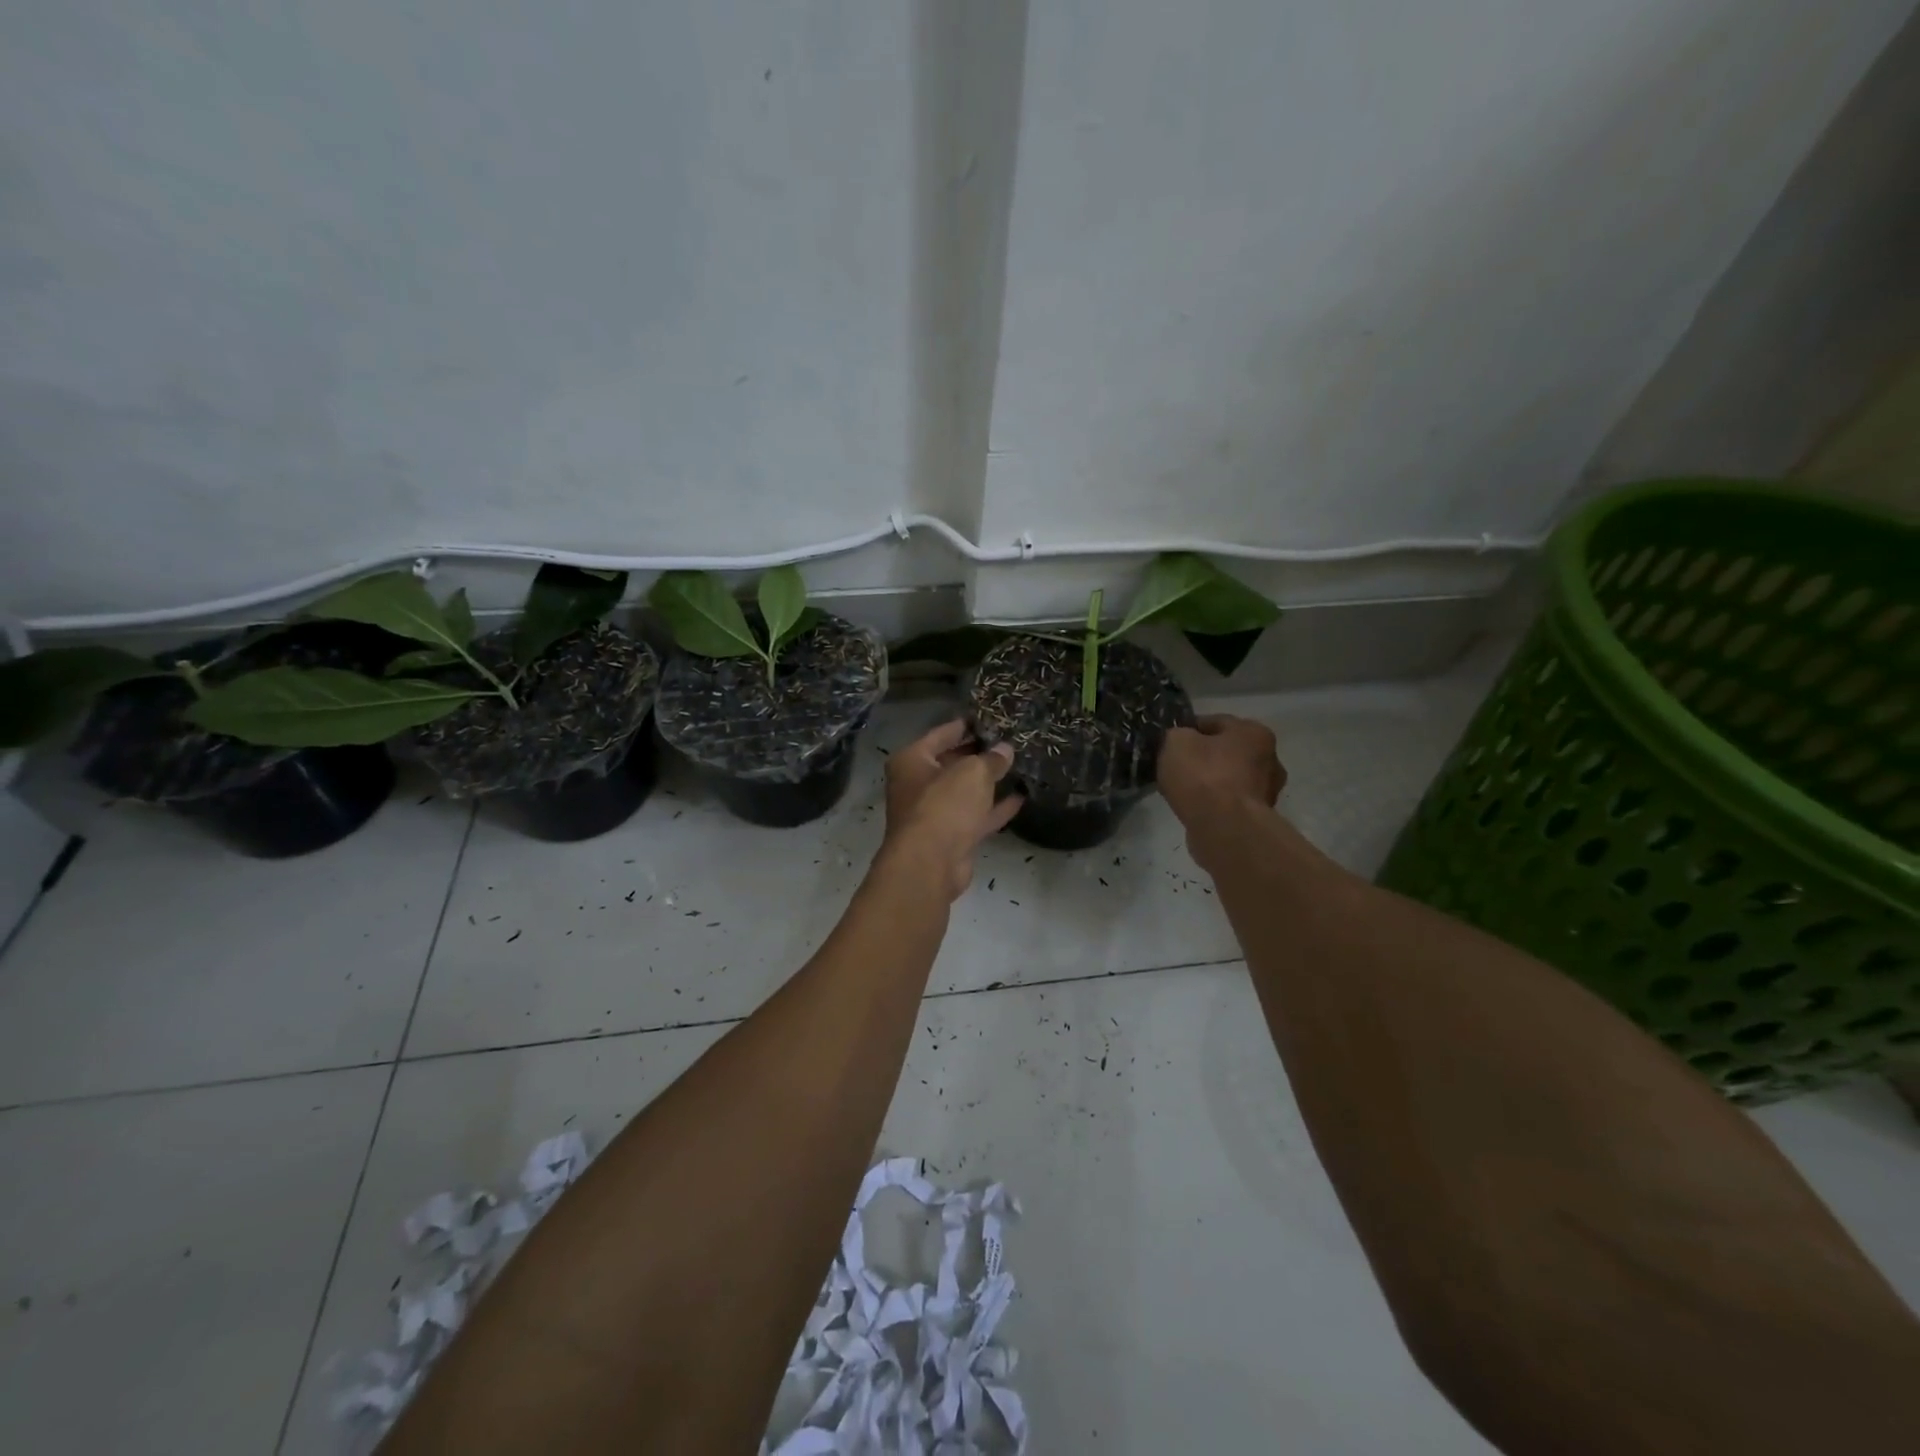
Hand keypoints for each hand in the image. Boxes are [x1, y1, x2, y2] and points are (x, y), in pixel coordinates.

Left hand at [880, 719, 1022, 901]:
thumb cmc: (944, 805)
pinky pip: (975, 816)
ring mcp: (933, 813)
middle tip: (1009, 742)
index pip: (942, 734)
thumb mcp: (972, 772)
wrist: (930, 864)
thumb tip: (1005, 750)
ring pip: (965, 792)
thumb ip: (991, 759)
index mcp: (912, 760)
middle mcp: (917, 784)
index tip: (990, 717)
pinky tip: (1021, 797)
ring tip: (1018, 766)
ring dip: (988, 782)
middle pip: (952, 762)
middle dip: (979, 754)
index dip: (966, 725)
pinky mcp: (950, 837)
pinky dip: (995, 808)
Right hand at [1158, 714, 1286, 825]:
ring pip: (1229, 779)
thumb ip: (1176, 735)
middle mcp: (1269, 759)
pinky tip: (1194, 809)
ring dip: (1209, 783)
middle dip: (1203, 757)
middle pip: (1226, 752)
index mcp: (1254, 732)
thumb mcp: (1176, 742)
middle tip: (1176, 767)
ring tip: (1183, 791)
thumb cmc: (1203, 776)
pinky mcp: (1257, 819)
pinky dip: (1213, 804)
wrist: (1224, 828)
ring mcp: (1266, 792)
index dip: (1188, 730)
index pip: (1214, 722)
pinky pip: (1228, 803)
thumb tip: (1180, 741)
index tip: (1168, 742)